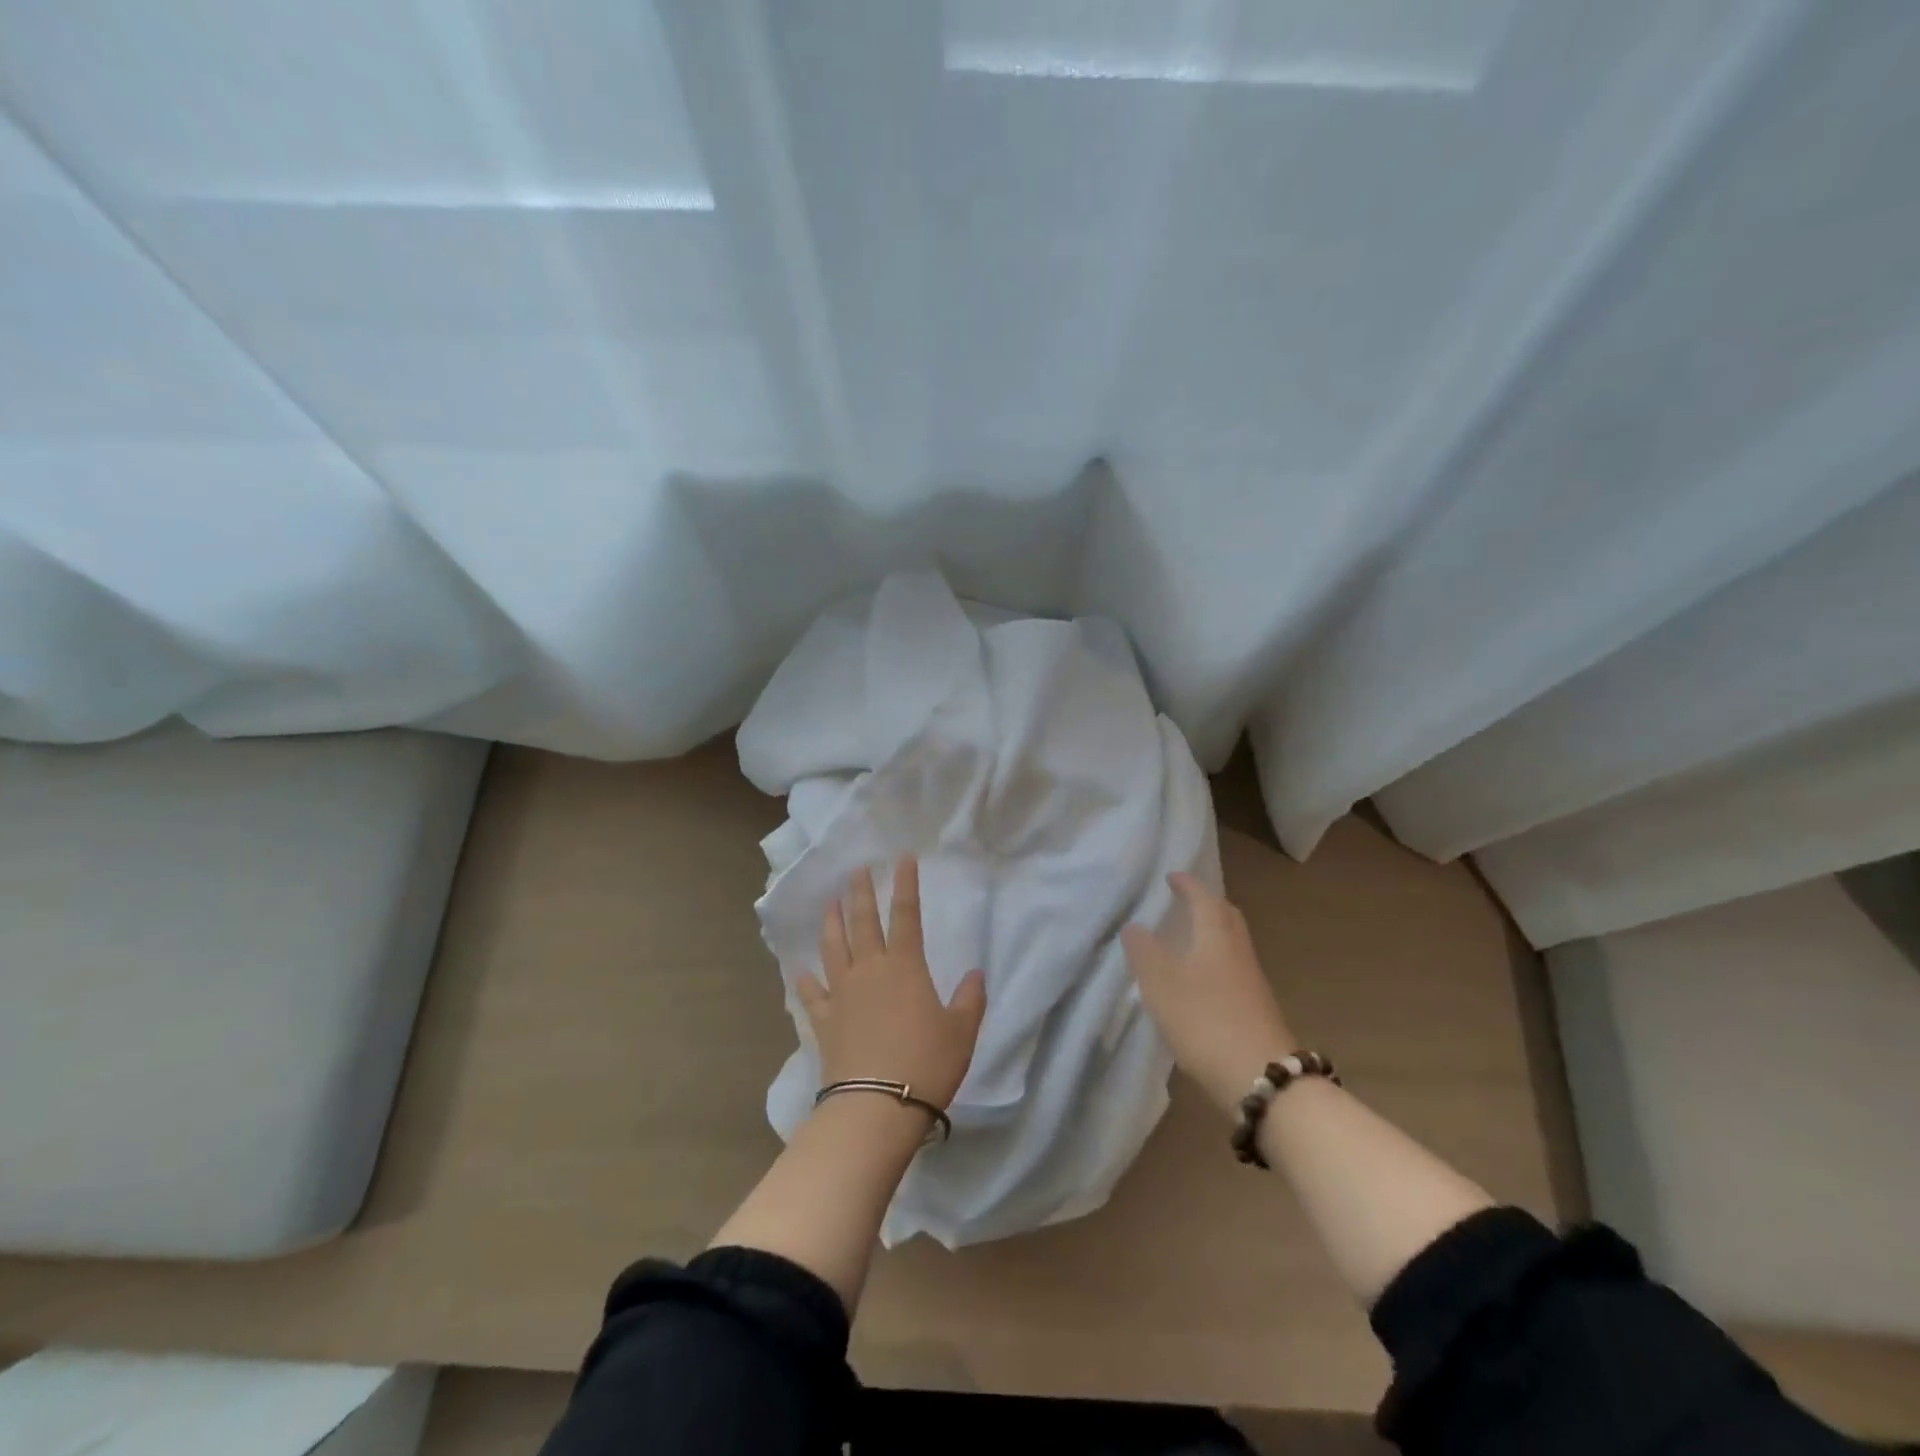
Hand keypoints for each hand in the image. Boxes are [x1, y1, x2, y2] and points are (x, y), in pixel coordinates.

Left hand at [797, 855, 987, 1112]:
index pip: (906, 914)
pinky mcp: (825, 1021)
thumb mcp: (961, 1031)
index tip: (902, 858)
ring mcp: (843, 994)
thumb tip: (975, 974)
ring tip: (829, 903)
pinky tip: (801, 971)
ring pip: (833, 948)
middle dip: (860, 893)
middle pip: (863, 922)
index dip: (905, 884)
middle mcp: (870, 970)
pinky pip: (813, 994)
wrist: (877, 1106)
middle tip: (856, 870)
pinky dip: (807, 981)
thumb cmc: (926, 1063)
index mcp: (905, 966)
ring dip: (831, 922)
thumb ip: (970, 999)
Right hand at [1122, 872, 1297, 1116]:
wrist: (1261, 1077)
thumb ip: (1144, 951)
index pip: (1203, 899)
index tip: (1172, 876)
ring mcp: (1252, 981)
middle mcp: (1238, 951)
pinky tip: (1200, 980)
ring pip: (1232, 943)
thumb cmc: (1204, 1020)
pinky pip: (1233, 969)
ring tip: (1187, 939)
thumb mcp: (1161, 983)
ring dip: (1212, 933)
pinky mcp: (1256, 1008)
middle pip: (1226, 917)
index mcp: (1216, 936)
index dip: (1187, 885)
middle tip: (1185, 902)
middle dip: (1206, 904)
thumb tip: (1135, 925)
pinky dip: (1216, 961)